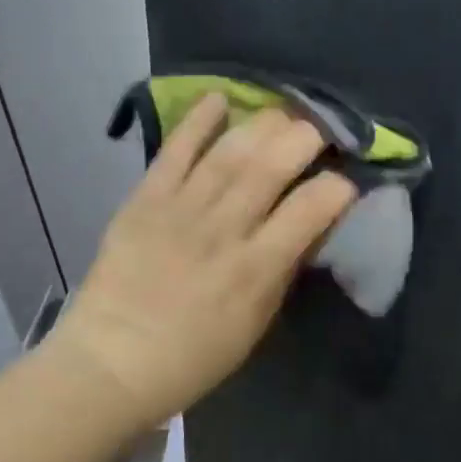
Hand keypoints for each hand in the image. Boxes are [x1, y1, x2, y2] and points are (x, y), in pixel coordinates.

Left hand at [50, 93, 356, 427]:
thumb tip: (308, 225)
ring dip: (263, 124)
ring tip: (284, 112)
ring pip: (230, 152)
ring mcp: (181, 210)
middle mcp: (223, 229)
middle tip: (322, 129)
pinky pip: (175, 151)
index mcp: (256, 268)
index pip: (311, 209)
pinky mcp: (145, 200)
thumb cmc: (194, 356)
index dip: (338, 187)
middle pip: (271, 166)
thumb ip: (283, 269)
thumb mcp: (256, 323)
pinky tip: (219, 99)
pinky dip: (197, 121)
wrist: (112, 362)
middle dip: (306, 137)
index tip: (347, 180)